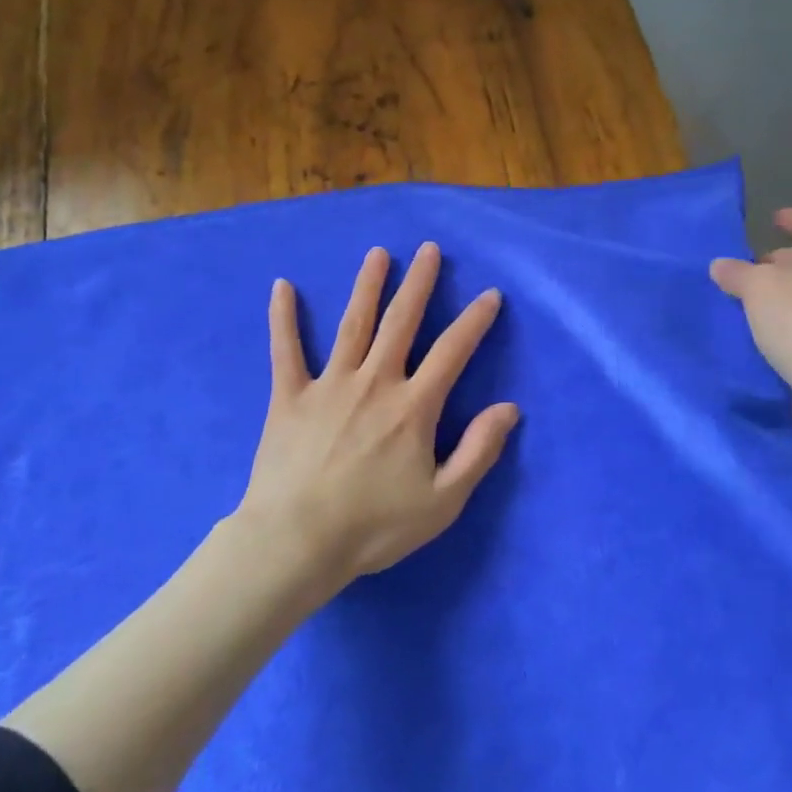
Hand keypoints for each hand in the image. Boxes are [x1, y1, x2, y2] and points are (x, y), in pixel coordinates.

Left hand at [236, 242, 519, 589]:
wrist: (297, 542)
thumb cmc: (374, 526)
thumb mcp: (443, 500)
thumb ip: (479, 451)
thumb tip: (510, 408)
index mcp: (413, 406)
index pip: (452, 351)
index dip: (474, 321)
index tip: (489, 295)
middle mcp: (374, 382)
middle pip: (401, 322)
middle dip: (419, 283)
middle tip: (428, 249)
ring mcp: (329, 385)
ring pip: (353, 325)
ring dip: (367, 286)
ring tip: (378, 254)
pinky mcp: (290, 397)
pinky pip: (286, 350)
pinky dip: (283, 317)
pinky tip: (281, 286)